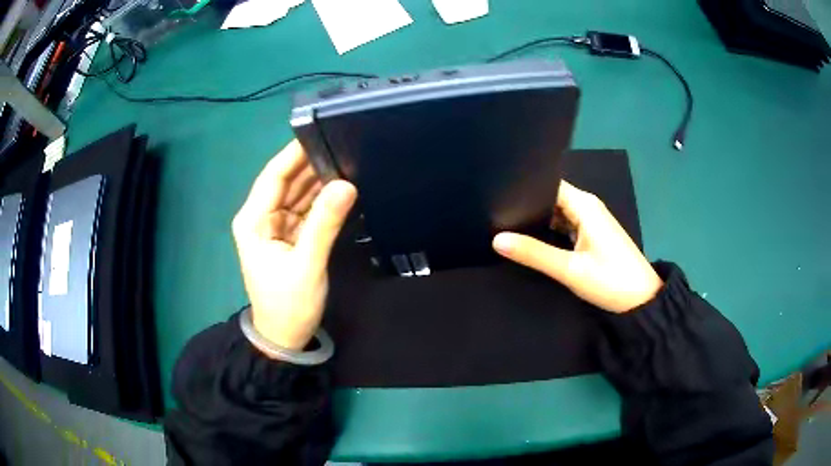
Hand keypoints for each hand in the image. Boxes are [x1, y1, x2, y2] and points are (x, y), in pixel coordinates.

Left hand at [232, 140, 356, 350]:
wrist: (284, 337)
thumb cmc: (288, 304)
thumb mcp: (307, 264)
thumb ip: (325, 224)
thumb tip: (347, 185)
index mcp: (253, 220)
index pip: (273, 176)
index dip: (294, 154)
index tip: (321, 132)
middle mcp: (261, 217)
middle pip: (286, 182)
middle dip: (312, 165)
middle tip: (344, 144)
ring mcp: (276, 226)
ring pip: (298, 194)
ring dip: (319, 181)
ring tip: (348, 160)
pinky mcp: (289, 236)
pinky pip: (306, 210)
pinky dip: (322, 201)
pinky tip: (341, 188)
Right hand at [492, 181, 661, 312]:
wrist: (642, 300)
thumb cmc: (611, 280)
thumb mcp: (570, 270)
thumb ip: (534, 254)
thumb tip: (496, 240)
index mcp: (584, 205)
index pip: (549, 184)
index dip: (525, 187)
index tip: (498, 193)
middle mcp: (587, 206)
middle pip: (552, 197)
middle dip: (527, 203)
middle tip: (496, 210)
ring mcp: (590, 221)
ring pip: (558, 211)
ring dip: (537, 217)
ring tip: (506, 221)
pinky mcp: (591, 234)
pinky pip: (565, 223)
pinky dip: (549, 229)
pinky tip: (531, 236)